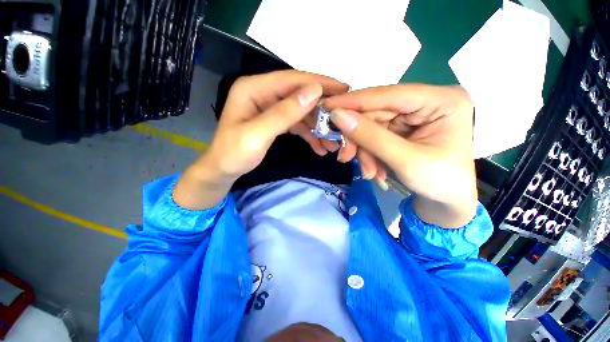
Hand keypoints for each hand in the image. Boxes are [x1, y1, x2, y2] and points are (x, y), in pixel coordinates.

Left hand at [173, 71, 348, 209]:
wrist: (223, 171)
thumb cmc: (234, 154)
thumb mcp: (258, 135)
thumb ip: (284, 113)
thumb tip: (314, 92)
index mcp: (254, 89)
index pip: (292, 80)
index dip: (318, 83)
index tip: (343, 89)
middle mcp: (262, 93)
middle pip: (299, 94)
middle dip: (321, 109)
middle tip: (342, 118)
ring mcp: (269, 108)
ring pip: (300, 111)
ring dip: (317, 126)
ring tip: (332, 141)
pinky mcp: (274, 121)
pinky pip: (296, 123)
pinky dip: (308, 134)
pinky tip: (319, 146)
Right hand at [323, 84, 477, 227]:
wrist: (446, 202)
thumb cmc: (438, 182)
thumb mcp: (404, 160)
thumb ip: (370, 137)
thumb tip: (337, 116)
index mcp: (441, 100)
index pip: (389, 94)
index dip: (355, 101)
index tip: (327, 108)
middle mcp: (425, 102)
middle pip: (377, 113)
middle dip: (359, 139)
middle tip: (345, 156)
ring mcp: (412, 116)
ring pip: (372, 126)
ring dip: (364, 151)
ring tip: (369, 172)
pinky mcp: (402, 128)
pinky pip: (375, 136)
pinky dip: (369, 154)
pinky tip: (374, 170)